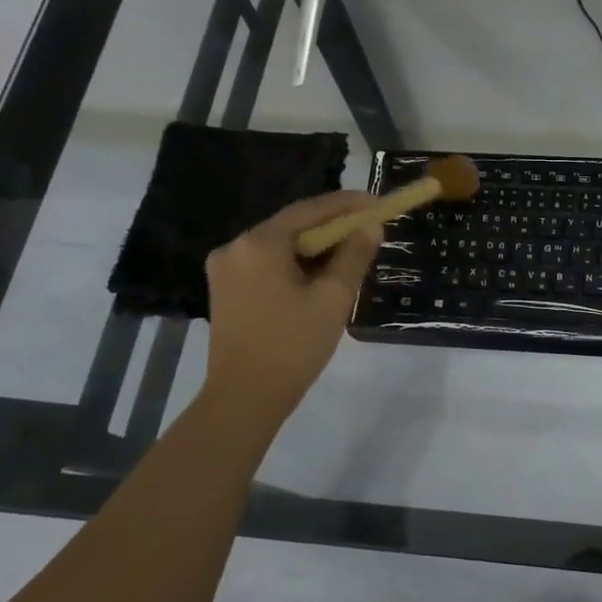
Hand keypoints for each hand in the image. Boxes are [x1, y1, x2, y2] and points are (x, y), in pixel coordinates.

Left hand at [202, 191, 381, 417]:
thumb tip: (371, 227)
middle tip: (367, 231)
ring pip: (280, 246)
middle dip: (332, 227)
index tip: (377, 204)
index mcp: (259, 243)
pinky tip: (318, 277)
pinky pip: (267, 263)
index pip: (310, 210)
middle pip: (293, 226)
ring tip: (349, 256)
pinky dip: (294, 264)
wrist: (244, 397)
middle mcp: (235, 246)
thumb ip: (354, 256)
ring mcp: (225, 269)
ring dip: (314, 248)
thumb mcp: (333, 298)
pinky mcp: (225, 289)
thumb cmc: (293, 346)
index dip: (347, 204)